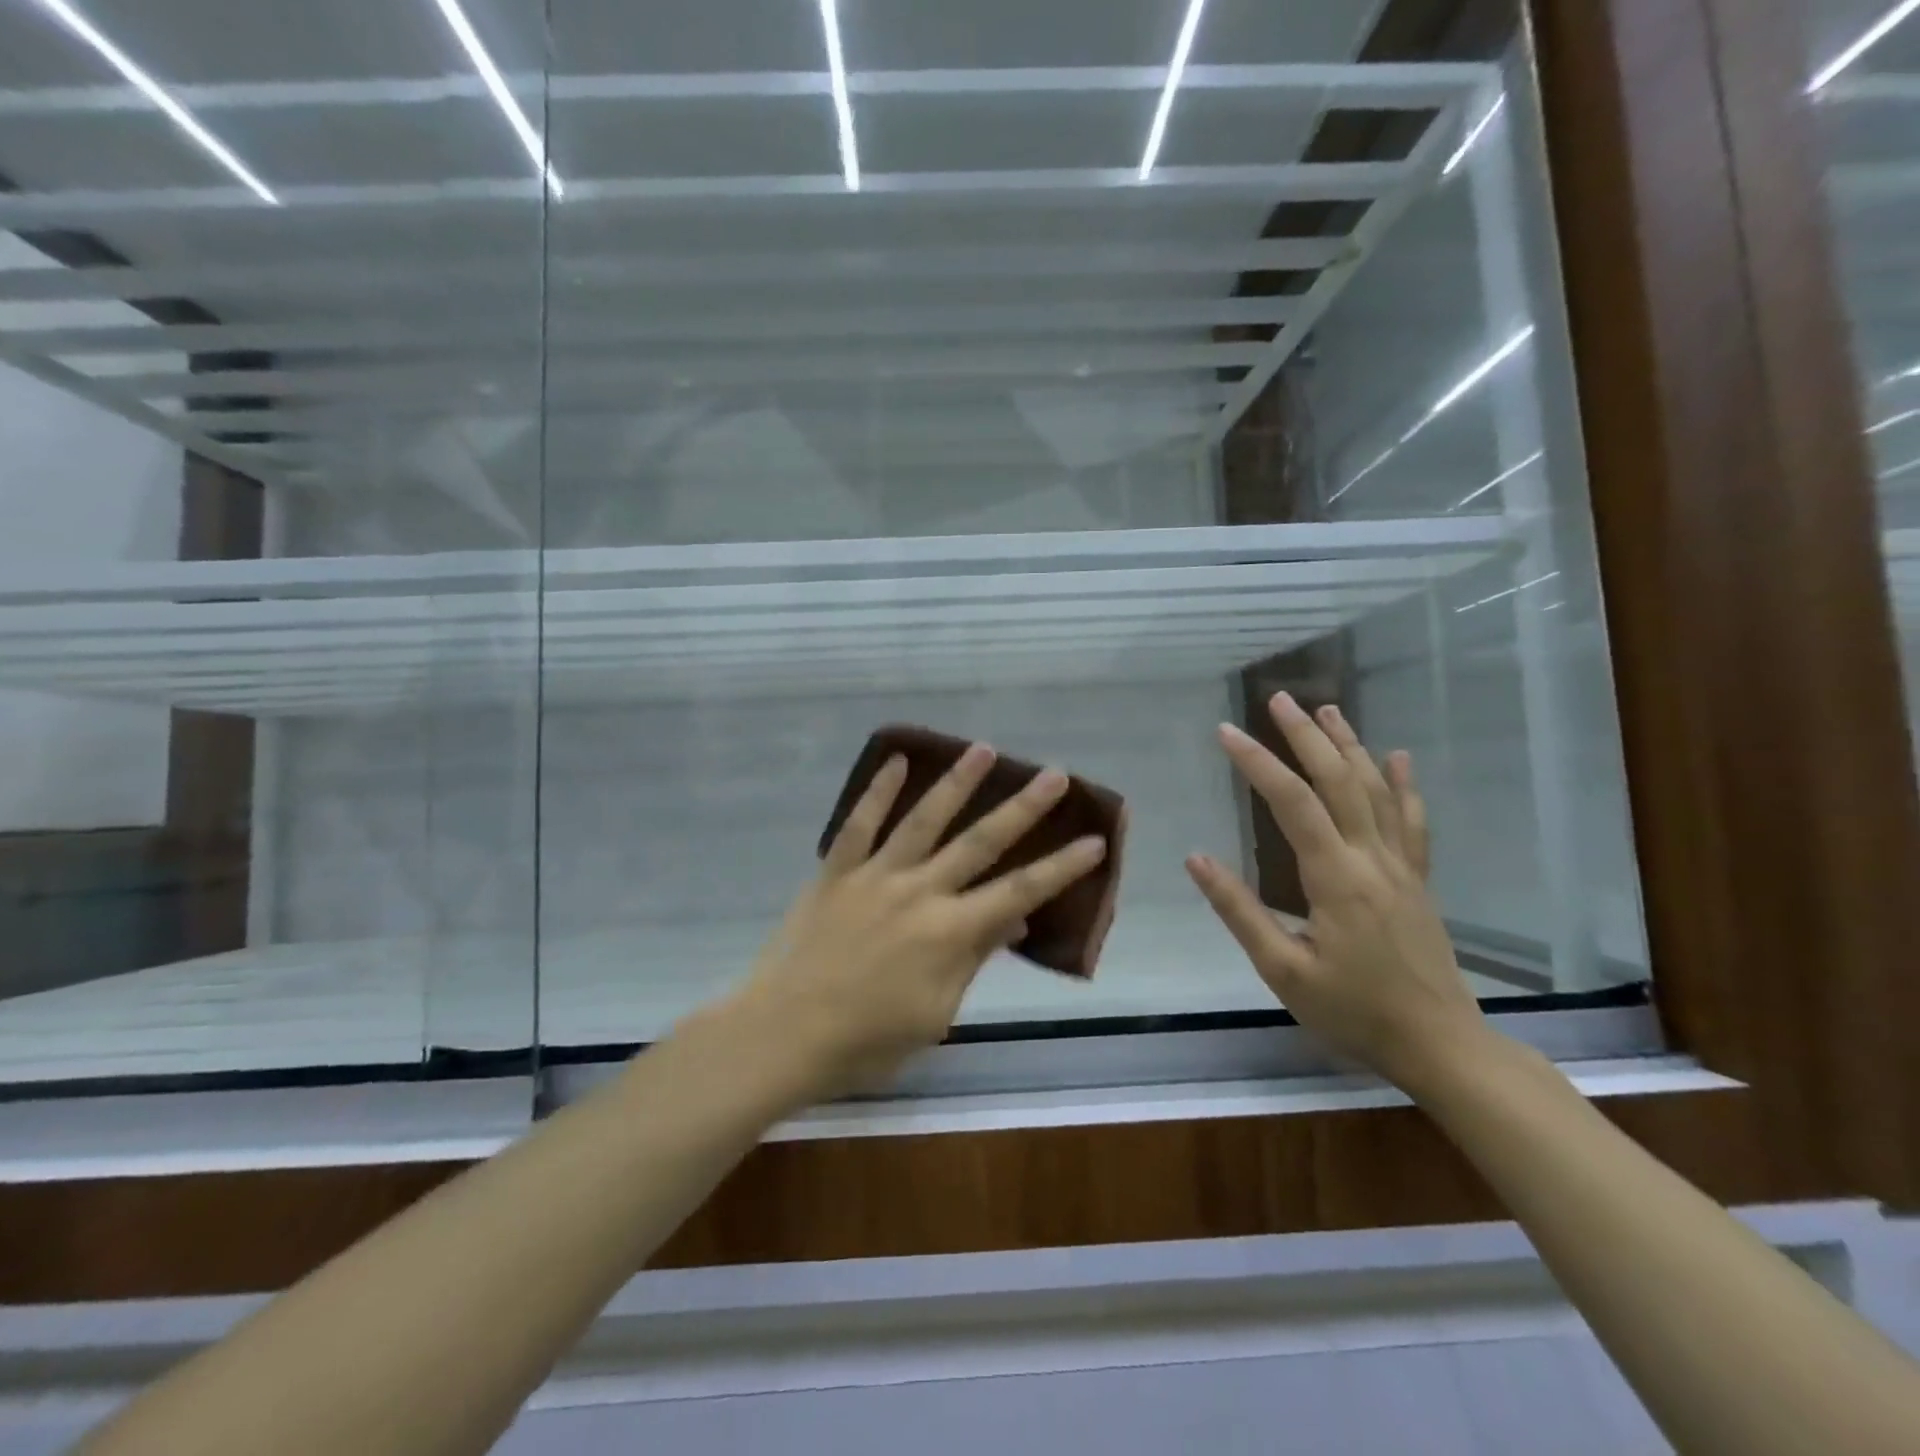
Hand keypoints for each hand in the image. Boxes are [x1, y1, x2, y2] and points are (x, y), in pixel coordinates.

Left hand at [729, 743, 1107, 1100]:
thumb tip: (1014, 921)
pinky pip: (859, 823)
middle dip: (1023, 808)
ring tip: (983, 749)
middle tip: (1054, 774)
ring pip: (924, 819)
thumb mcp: (935, 1014)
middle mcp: (920, 892)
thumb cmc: (867, 1040)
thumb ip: (973, 960)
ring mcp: (876, 876)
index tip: (1094, 839)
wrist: (784, 1034)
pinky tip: (897, 760)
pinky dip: (878, 790)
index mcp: (950, 933)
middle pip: (980, 842)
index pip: (1019, 892)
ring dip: (957, 782)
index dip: (1061, 867)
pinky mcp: (837, 871)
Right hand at [1186, 693, 1485, 1090]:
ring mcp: (1401, 867)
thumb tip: (1197, 860)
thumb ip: (1239, 911)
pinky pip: (1411, 822)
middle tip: (1278, 700)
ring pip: (1375, 791)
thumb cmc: (1354, 1012)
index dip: (1258, 763)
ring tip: (1325, 711)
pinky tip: (1395, 757)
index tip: (1227, 732)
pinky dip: (1402, 785)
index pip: (1292, 804)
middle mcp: (1372, 860)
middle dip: (1305, 737)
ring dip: (1348, 746)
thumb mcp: (1283, 971)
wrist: (1441, 1046)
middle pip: (1338, 782)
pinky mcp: (1418, 880)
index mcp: (1335, 879)